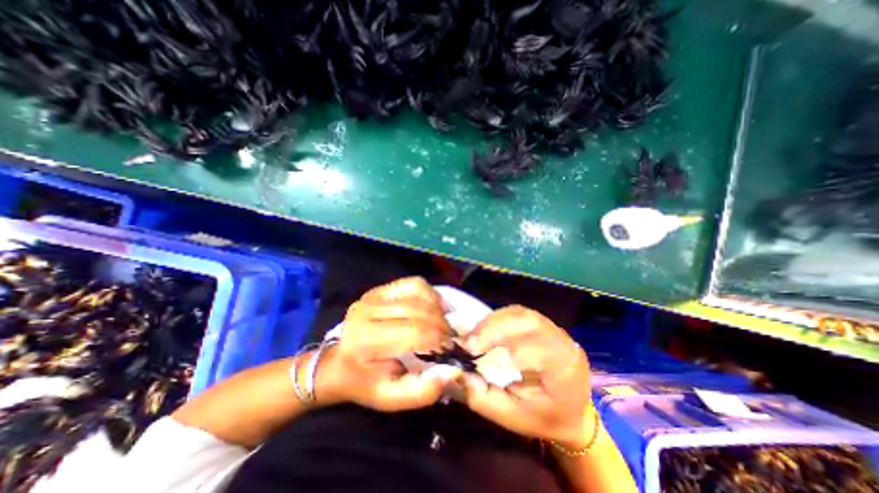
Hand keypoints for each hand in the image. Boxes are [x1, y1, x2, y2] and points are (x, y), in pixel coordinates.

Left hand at [320, 276, 462, 412]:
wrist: (337, 362)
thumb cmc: (364, 382)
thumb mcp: (389, 398)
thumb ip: (421, 391)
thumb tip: (453, 370)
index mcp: (366, 339)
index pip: (415, 332)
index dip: (439, 340)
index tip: (449, 349)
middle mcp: (368, 310)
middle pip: (420, 310)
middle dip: (442, 325)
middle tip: (449, 338)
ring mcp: (374, 294)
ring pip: (419, 292)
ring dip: (438, 308)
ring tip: (442, 324)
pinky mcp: (381, 288)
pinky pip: (414, 283)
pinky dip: (430, 294)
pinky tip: (432, 308)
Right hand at [457, 305, 592, 451]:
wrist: (569, 410)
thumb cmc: (543, 418)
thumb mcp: (511, 418)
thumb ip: (482, 397)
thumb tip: (454, 374)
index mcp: (565, 370)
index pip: (536, 350)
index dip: (503, 349)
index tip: (474, 356)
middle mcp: (564, 342)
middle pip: (528, 322)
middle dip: (494, 329)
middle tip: (469, 343)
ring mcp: (554, 327)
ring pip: (520, 313)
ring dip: (493, 321)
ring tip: (474, 337)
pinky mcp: (542, 321)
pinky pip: (517, 312)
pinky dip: (497, 318)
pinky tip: (485, 330)